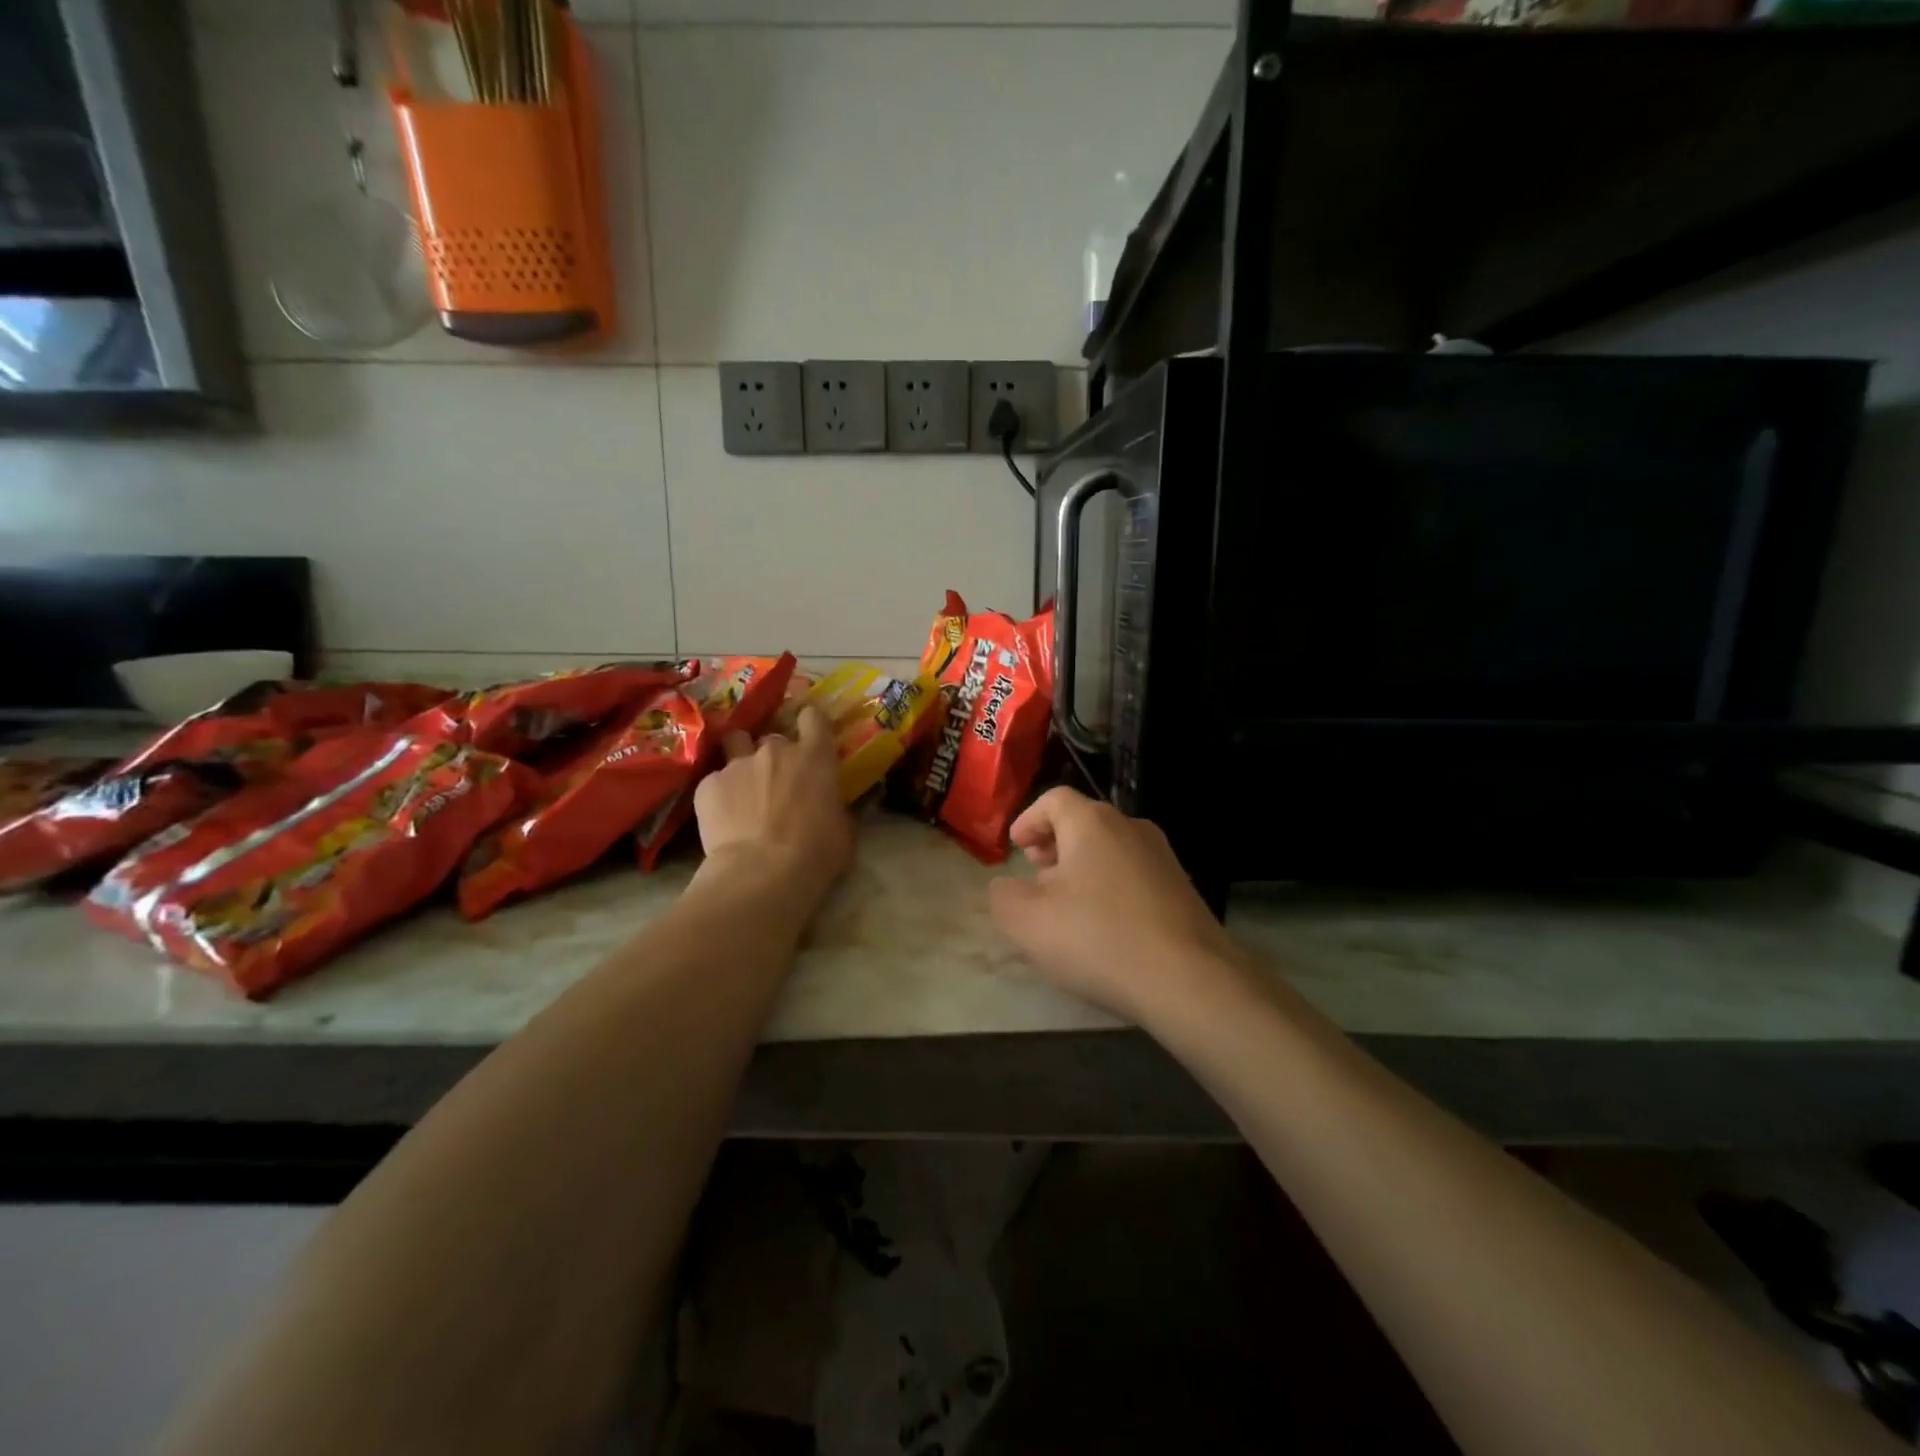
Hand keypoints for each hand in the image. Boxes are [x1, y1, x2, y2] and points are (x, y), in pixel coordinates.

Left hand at [694, 706, 853, 899]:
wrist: (762, 872)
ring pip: (736, 746)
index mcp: (815, 757)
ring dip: (741, 760)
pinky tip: (722, 818)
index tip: (809, 733)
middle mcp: (775, 750)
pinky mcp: (708, 784)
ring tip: (741, 787)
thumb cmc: (816, 852)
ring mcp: (738, 764)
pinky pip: (714, 781)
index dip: (809, 722)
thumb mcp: (842, 827)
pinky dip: (719, 795)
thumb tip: (828, 805)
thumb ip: (833, 804)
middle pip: (773, 737)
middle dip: (775, 755)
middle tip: (776, 781)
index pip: (813, 717)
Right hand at [988, 787, 1243, 1023]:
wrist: (1191, 980)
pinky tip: (1105, 929)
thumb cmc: (1098, 938)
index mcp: (1092, 822)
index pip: (1054, 800)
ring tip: (1067, 908)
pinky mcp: (1184, 890)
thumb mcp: (1027, 921)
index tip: (1016, 848)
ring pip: (1111, 850)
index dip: (1029, 820)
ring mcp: (1164, 858)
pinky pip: (1134, 877)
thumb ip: (1004, 896)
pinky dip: (1111, 890)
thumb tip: (1007, 887)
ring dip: (1083, 870)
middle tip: (1037, 877)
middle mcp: (1132, 828)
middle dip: (1055, 846)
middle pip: (1084, 823)